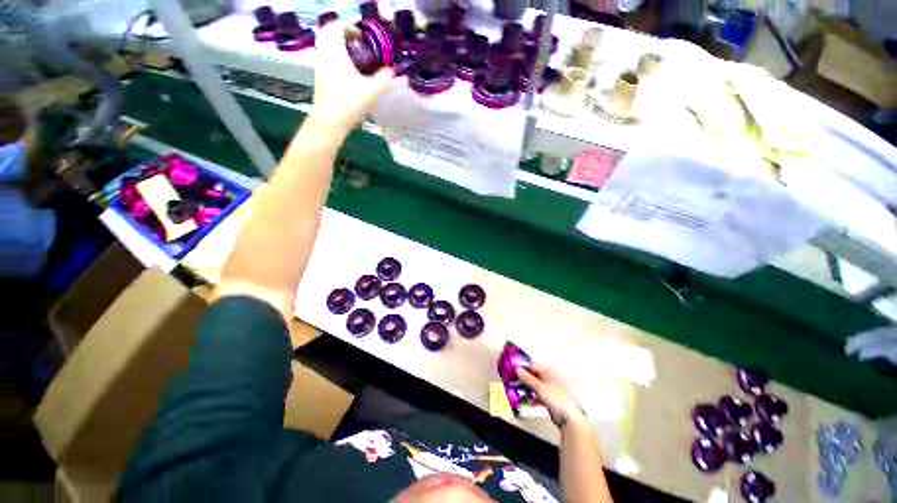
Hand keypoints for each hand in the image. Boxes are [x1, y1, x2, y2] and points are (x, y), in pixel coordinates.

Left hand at [310, 21, 393, 133]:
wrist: (330, 121)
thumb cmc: (349, 103)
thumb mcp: (371, 91)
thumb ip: (383, 79)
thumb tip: (392, 70)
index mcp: (335, 52)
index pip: (337, 26)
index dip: (350, 27)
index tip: (362, 36)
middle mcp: (324, 54)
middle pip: (327, 32)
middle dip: (342, 32)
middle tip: (357, 42)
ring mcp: (320, 65)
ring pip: (325, 44)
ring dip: (338, 44)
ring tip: (353, 55)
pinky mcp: (319, 76)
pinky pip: (325, 56)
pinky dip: (334, 55)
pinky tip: (347, 68)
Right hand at [517, 362, 585, 427]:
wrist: (569, 418)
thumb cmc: (555, 398)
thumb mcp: (539, 387)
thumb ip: (527, 378)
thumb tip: (516, 369)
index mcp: (548, 371)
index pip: (533, 364)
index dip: (523, 366)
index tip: (512, 369)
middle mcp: (549, 378)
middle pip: (533, 374)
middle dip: (524, 377)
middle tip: (513, 380)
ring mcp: (550, 388)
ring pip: (535, 384)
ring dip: (527, 387)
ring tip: (518, 390)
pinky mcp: (550, 399)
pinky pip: (539, 394)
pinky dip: (533, 396)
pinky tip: (529, 400)